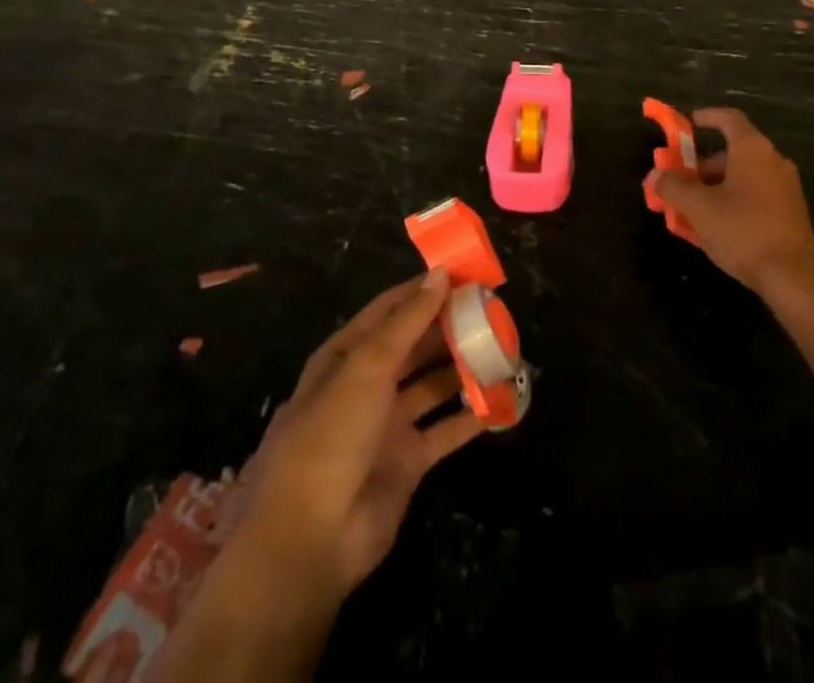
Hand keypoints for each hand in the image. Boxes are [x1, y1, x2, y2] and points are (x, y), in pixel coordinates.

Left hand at [230, 269, 484, 599]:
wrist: (310, 539)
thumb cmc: (331, 435)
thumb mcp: (367, 367)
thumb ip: (408, 321)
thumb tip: (441, 273)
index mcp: (345, 356)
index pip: (388, 310)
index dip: (422, 290)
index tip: (463, 273)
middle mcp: (365, 385)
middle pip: (413, 346)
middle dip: (447, 327)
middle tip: (491, 308)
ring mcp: (386, 425)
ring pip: (432, 385)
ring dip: (462, 367)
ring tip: (502, 346)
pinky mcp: (407, 463)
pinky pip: (445, 430)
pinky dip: (471, 416)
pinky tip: (503, 399)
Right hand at [647, 108, 813, 298]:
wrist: (794, 277)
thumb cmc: (743, 230)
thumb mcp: (699, 208)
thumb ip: (673, 187)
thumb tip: (656, 176)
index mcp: (752, 149)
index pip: (729, 118)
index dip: (707, 117)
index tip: (689, 123)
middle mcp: (773, 161)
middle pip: (733, 152)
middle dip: (703, 166)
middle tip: (681, 182)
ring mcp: (786, 187)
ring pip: (744, 176)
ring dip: (716, 187)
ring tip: (694, 210)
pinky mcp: (792, 212)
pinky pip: (757, 195)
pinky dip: (735, 201)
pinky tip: (718, 227)